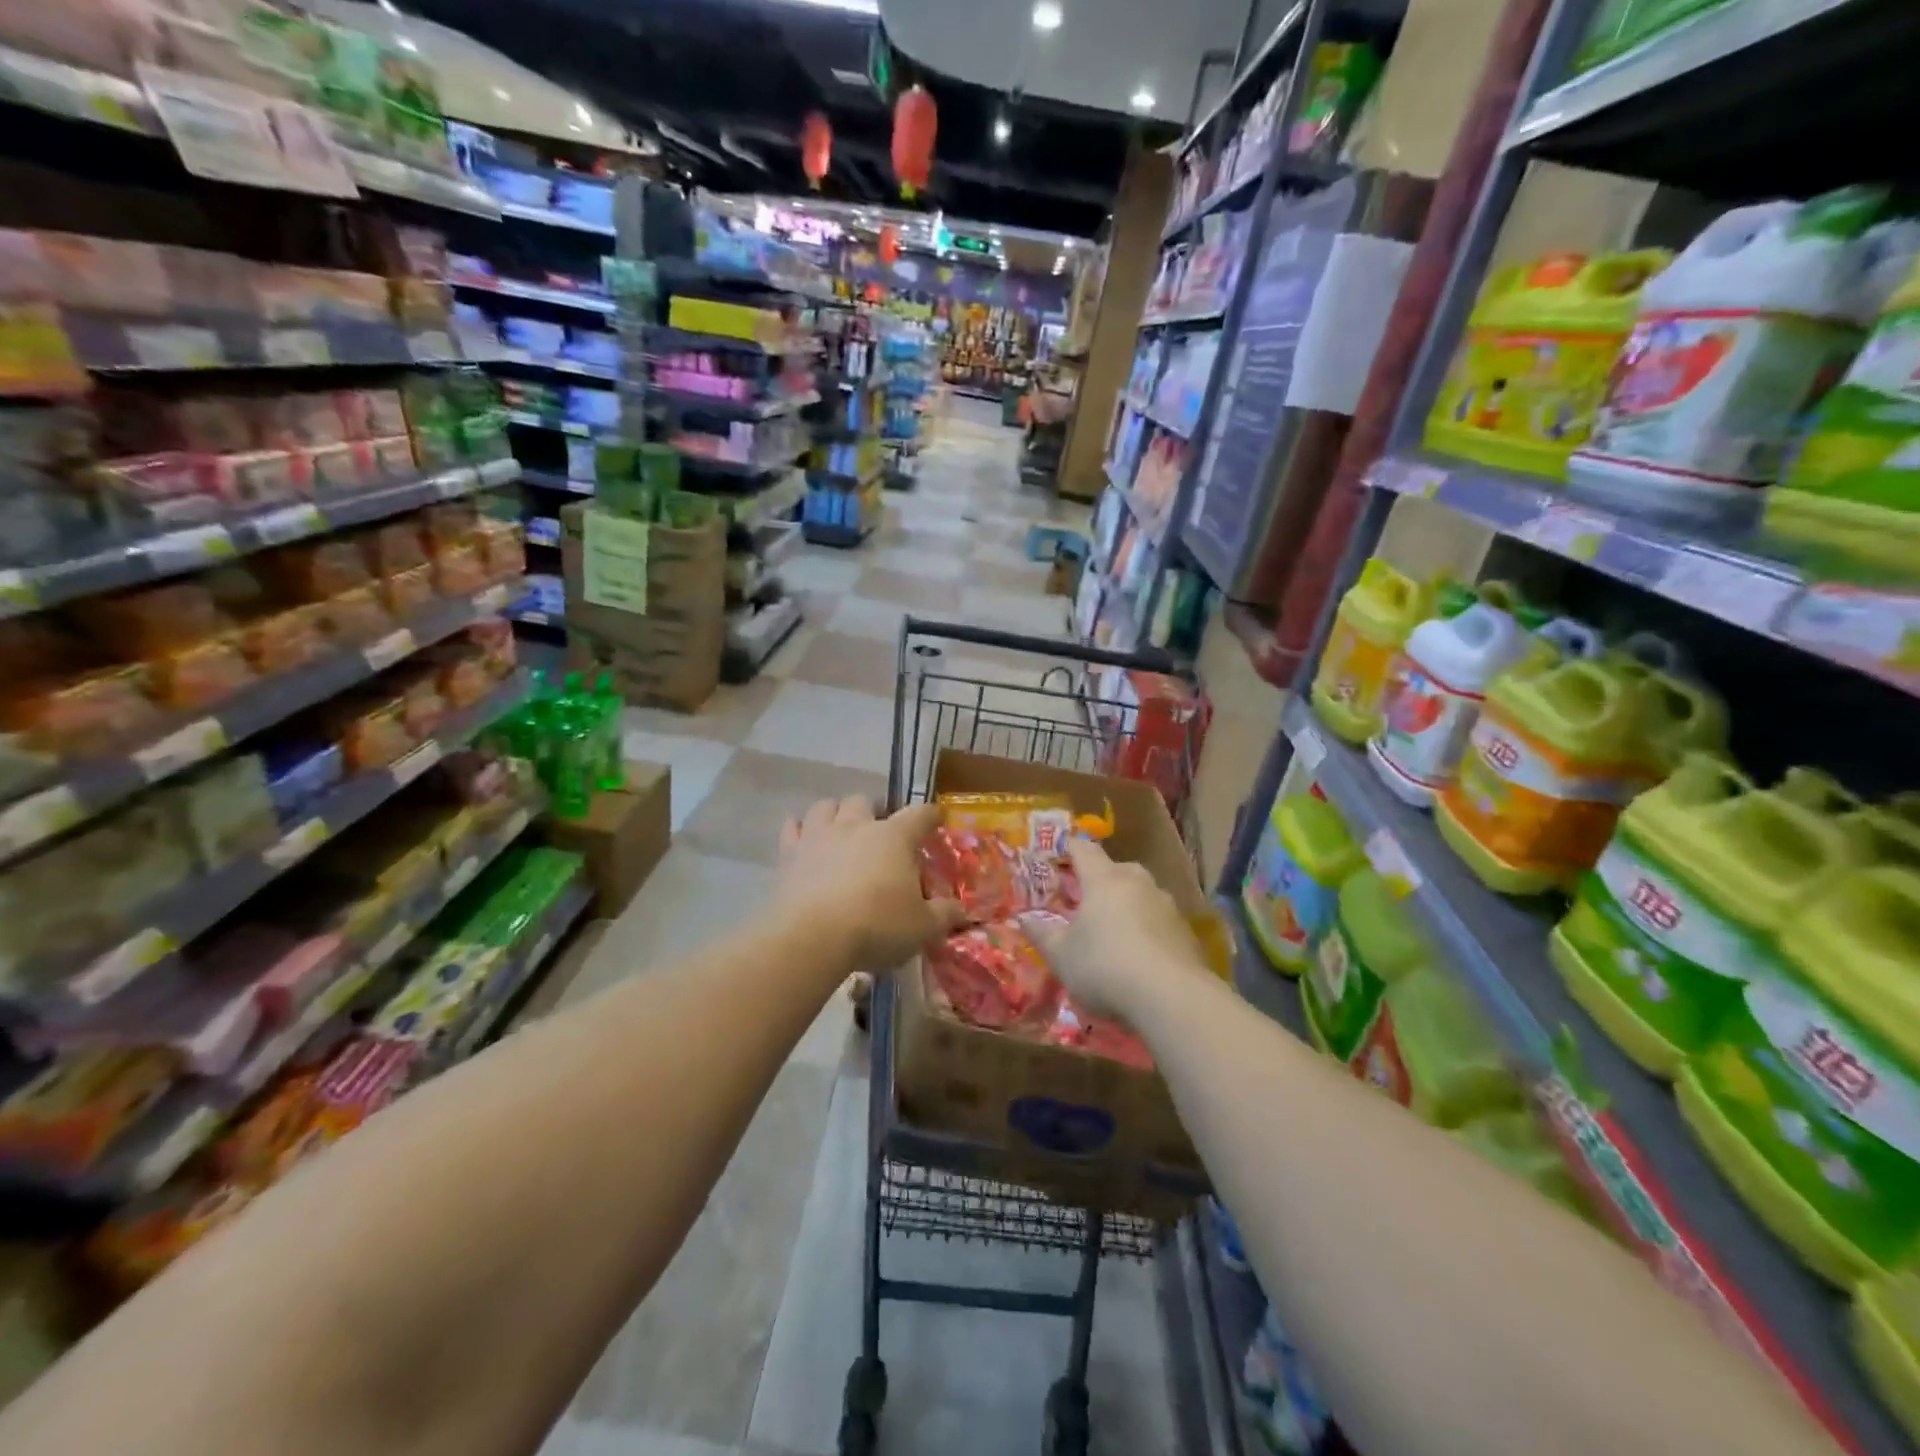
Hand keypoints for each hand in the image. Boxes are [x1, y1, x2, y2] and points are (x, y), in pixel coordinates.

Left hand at [775, 798, 964, 976]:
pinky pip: (792, 828)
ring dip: (835, 813)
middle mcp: (856, 826)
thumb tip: (962, 910)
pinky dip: (798, 830)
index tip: (936, 818)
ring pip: (825, 806)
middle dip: (873, 811)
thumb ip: (944, 915)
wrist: (812, 938)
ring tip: (841, 830)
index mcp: (894, 837)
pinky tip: (802, 838)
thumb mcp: (922, 927)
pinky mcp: (789, 854)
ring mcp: (819, 836)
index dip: (930, 815)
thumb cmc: (877, 925)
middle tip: (879, 832)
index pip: (919, 814)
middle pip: (864, 801)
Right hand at [1026, 838, 1212, 1020]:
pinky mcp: (1186, 931)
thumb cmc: (1105, 967)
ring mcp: (1166, 904)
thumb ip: (1041, 934)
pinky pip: (1158, 920)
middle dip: (1098, 881)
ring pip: (1139, 895)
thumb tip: (1023, 919)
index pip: (1084, 849)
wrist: (1172, 998)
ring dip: (1124, 906)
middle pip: (1115, 870)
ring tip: (1112, 932)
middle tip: (1083, 901)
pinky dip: (1146, 930)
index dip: (1069, 849)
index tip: (1057, 854)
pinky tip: (1139, 956)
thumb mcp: (1061, 956)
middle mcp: (1137, 882)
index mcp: (1104, 879)